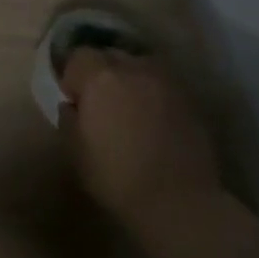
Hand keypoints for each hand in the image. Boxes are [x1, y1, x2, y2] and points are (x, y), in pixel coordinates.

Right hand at [59, 49, 221, 229]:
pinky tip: (153, 118)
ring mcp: (166, 83)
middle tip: (101, 101)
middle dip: (102, 72)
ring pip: (141, 66)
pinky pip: (163, 85)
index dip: (73, 75)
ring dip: (130, 79)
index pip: (79, 56)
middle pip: (111, 55)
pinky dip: (154, 94)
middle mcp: (133, 69)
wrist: (179, 202)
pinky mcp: (190, 102)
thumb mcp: (75, 150)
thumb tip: (72, 105)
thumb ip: (68, 118)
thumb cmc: (116, 176)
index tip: (74, 99)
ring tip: (129, 105)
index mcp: (100, 77)